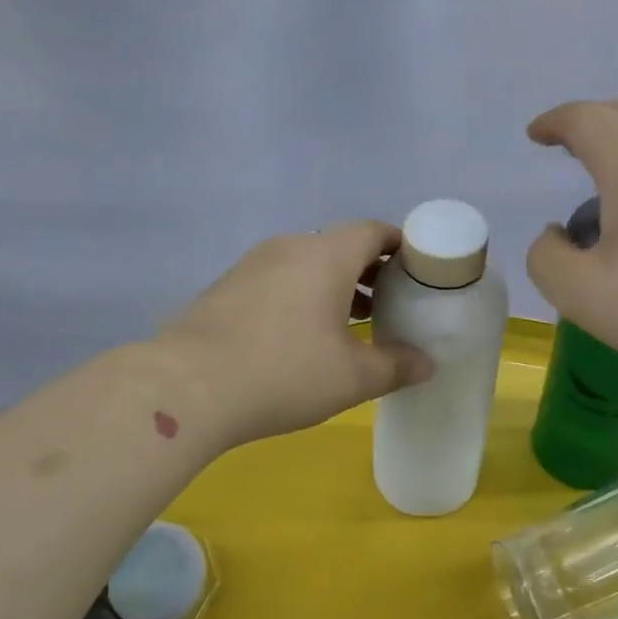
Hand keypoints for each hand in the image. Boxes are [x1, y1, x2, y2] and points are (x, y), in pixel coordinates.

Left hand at [160, 223, 433, 448]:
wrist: (189, 387)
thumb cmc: (285, 373)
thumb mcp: (352, 377)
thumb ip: (396, 366)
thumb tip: (428, 364)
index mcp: (327, 255)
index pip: (374, 231)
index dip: (401, 246)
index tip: (419, 271)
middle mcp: (290, 247)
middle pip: (341, 246)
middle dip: (370, 271)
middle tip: (391, 303)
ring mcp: (253, 264)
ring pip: (307, 264)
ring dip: (335, 286)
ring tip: (353, 322)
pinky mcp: (227, 287)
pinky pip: (279, 279)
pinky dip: (302, 296)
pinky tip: (302, 335)